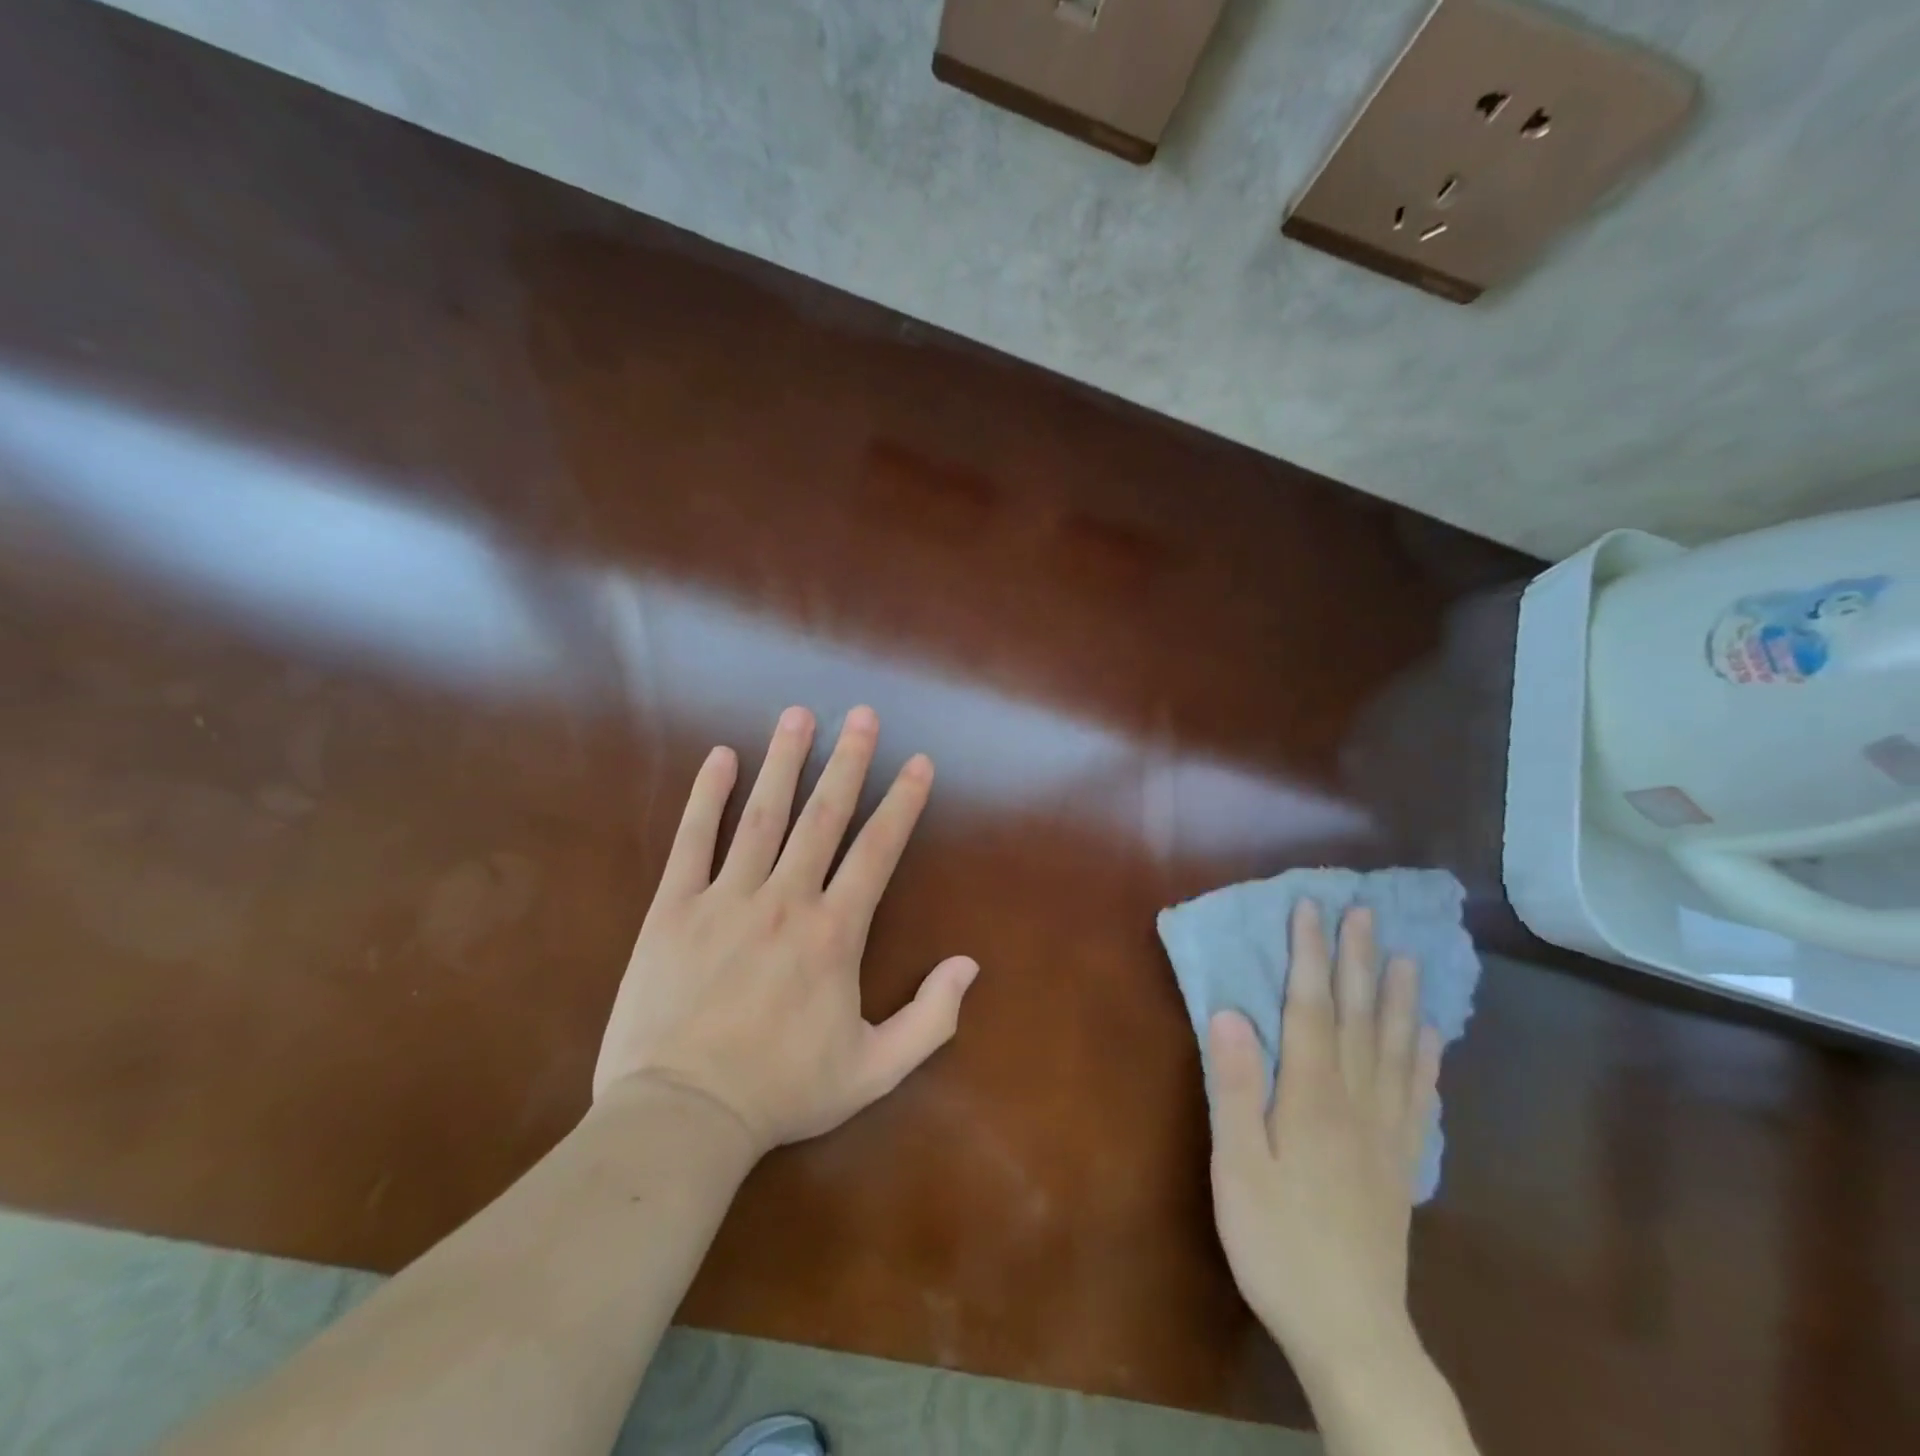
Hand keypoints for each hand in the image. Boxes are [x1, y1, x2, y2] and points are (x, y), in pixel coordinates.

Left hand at [593, 705, 978, 1155]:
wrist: (680, 1117)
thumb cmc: (781, 1093)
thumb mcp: (873, 1070)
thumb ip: (930, 1019)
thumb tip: (969, 966)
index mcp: (834, 933)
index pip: (878, 851)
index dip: (903, 803)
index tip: (919, 763)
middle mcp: (786, 900)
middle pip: (824, 816)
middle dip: (849, 761)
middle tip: (863, 714)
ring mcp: (726, 899)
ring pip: (763, 815)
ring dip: (785, 761)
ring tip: (800, 715)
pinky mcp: (674, 909)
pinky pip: (692, 840)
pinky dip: (707, 796)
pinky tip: (721, 757)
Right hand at [1207, 900, 1442, 1383]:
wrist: (1350, 1330)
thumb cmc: (1277, 1241)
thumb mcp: (1237, 1165)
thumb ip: (1234, 1086)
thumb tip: (1229, 1012)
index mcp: (1311, 1097)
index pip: (1310, 1008)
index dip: (1310, 956)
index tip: (1312, 910)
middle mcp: (1355, 1100)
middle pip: (1357, 1017)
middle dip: (1358, 960)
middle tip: (1366, 913)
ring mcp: (1385, 1131)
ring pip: (1394, 1048)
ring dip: (1398, 998)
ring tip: (1406, 957)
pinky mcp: (1400, 1161)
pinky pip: (1418, 1095)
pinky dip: (1424, 1058)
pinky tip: (1428, 1037)